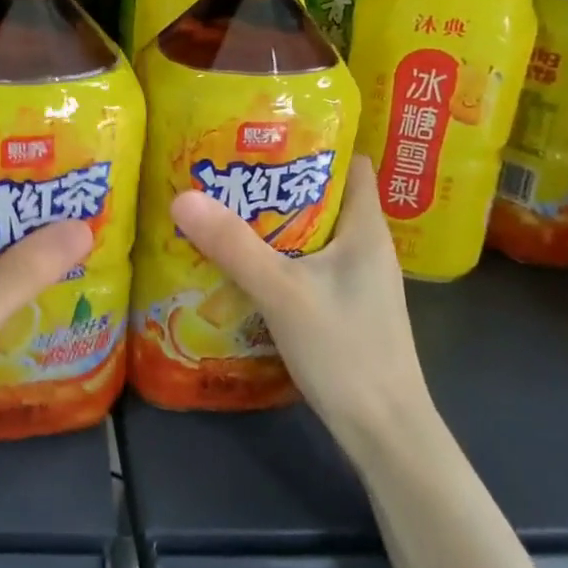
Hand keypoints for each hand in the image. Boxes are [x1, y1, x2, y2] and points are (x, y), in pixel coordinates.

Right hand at [169, 154, 430, 446]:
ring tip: (224, 209)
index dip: (316, 143)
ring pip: (312, 234)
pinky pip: (307, 265)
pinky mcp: (344, 308)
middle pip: (324, 196)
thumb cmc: (345, 350)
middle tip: (227, 170)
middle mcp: (366, 248)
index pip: (351, 164)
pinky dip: (278, 256)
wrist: (384, 433)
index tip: (266, 134)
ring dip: (274, 222)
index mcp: (366, 229)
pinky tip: (242, 264)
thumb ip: (233, 245)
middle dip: (278, 181)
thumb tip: (183, 196)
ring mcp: (356, 281)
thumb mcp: (282, 292)